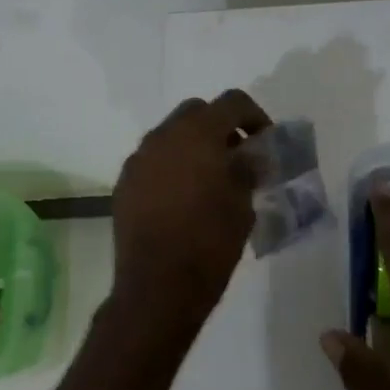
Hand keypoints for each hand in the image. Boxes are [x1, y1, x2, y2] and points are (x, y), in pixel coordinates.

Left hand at [112, 91, 271, 334]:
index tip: (265, 141)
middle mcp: (162, 137)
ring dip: (193, 146)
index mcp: (197, 134)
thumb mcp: (242, 206)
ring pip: (170, 135)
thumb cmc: (209, 244)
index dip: (255, 116)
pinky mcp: (124, 184)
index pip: (232, 102)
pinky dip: (171, 167)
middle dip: (219, 127)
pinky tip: (183, 197)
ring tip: (210, 179)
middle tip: (237, 156)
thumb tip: (249, 156)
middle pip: (196, 112)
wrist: (158, 286)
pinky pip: (153, 161)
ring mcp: (138, 160)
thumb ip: (247, 170)